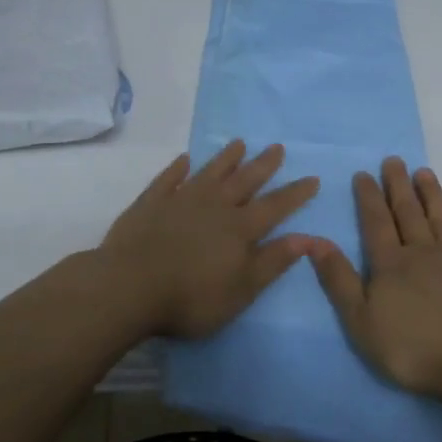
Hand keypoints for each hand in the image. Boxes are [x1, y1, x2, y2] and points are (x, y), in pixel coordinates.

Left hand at [100, 140, 319, 338]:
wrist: (129, 287)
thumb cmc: (191, 298)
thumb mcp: (242, 290)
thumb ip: (273, 261)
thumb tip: (308, 237)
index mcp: (239, 229)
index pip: (275, 206)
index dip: (295, 193)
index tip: (312, 177)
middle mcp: (214, 206)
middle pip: (244, 181)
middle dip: (263, 164)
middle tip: (277, 147)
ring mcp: (180, 200)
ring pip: (209, 173)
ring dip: (225, 158)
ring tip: (239, 143)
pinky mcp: (150, 203)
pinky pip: (168, 179)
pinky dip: (178, 168)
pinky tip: (184, 160)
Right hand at [308, 157, 441, 400]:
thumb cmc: (411, 348)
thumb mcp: (360, 319)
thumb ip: (338, 279)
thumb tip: (314, 240)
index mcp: (391, 264)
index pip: (376, 222)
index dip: (368, 197)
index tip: (364, 173)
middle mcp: (424, 253)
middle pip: (408, 213)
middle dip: (398, 186)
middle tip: (394, 160)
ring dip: (432, 196)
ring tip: (424, 172)